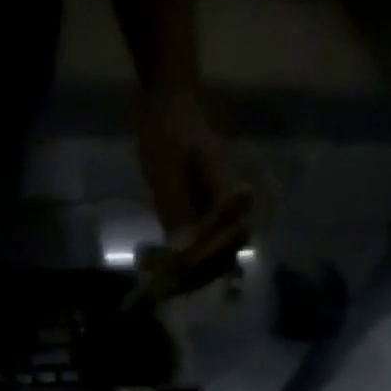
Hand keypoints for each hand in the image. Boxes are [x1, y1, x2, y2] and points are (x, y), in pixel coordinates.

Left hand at [133, 86, 256, 300]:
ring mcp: (220, 215)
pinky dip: (181, 262)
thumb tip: (184, 252)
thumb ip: (177, 210)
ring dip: (188, 272)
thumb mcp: (166, 171)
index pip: (227, 236)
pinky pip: (201, 248)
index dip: (202, 256)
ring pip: (213, 256)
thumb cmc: (168, 132)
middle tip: (162, 282)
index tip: (176, 267)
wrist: (168, 107)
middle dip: (195, 272)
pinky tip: (156, 264)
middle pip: (225, 253)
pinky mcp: (205, 218)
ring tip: (157, 277)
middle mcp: (234, 209)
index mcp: (233, 192)